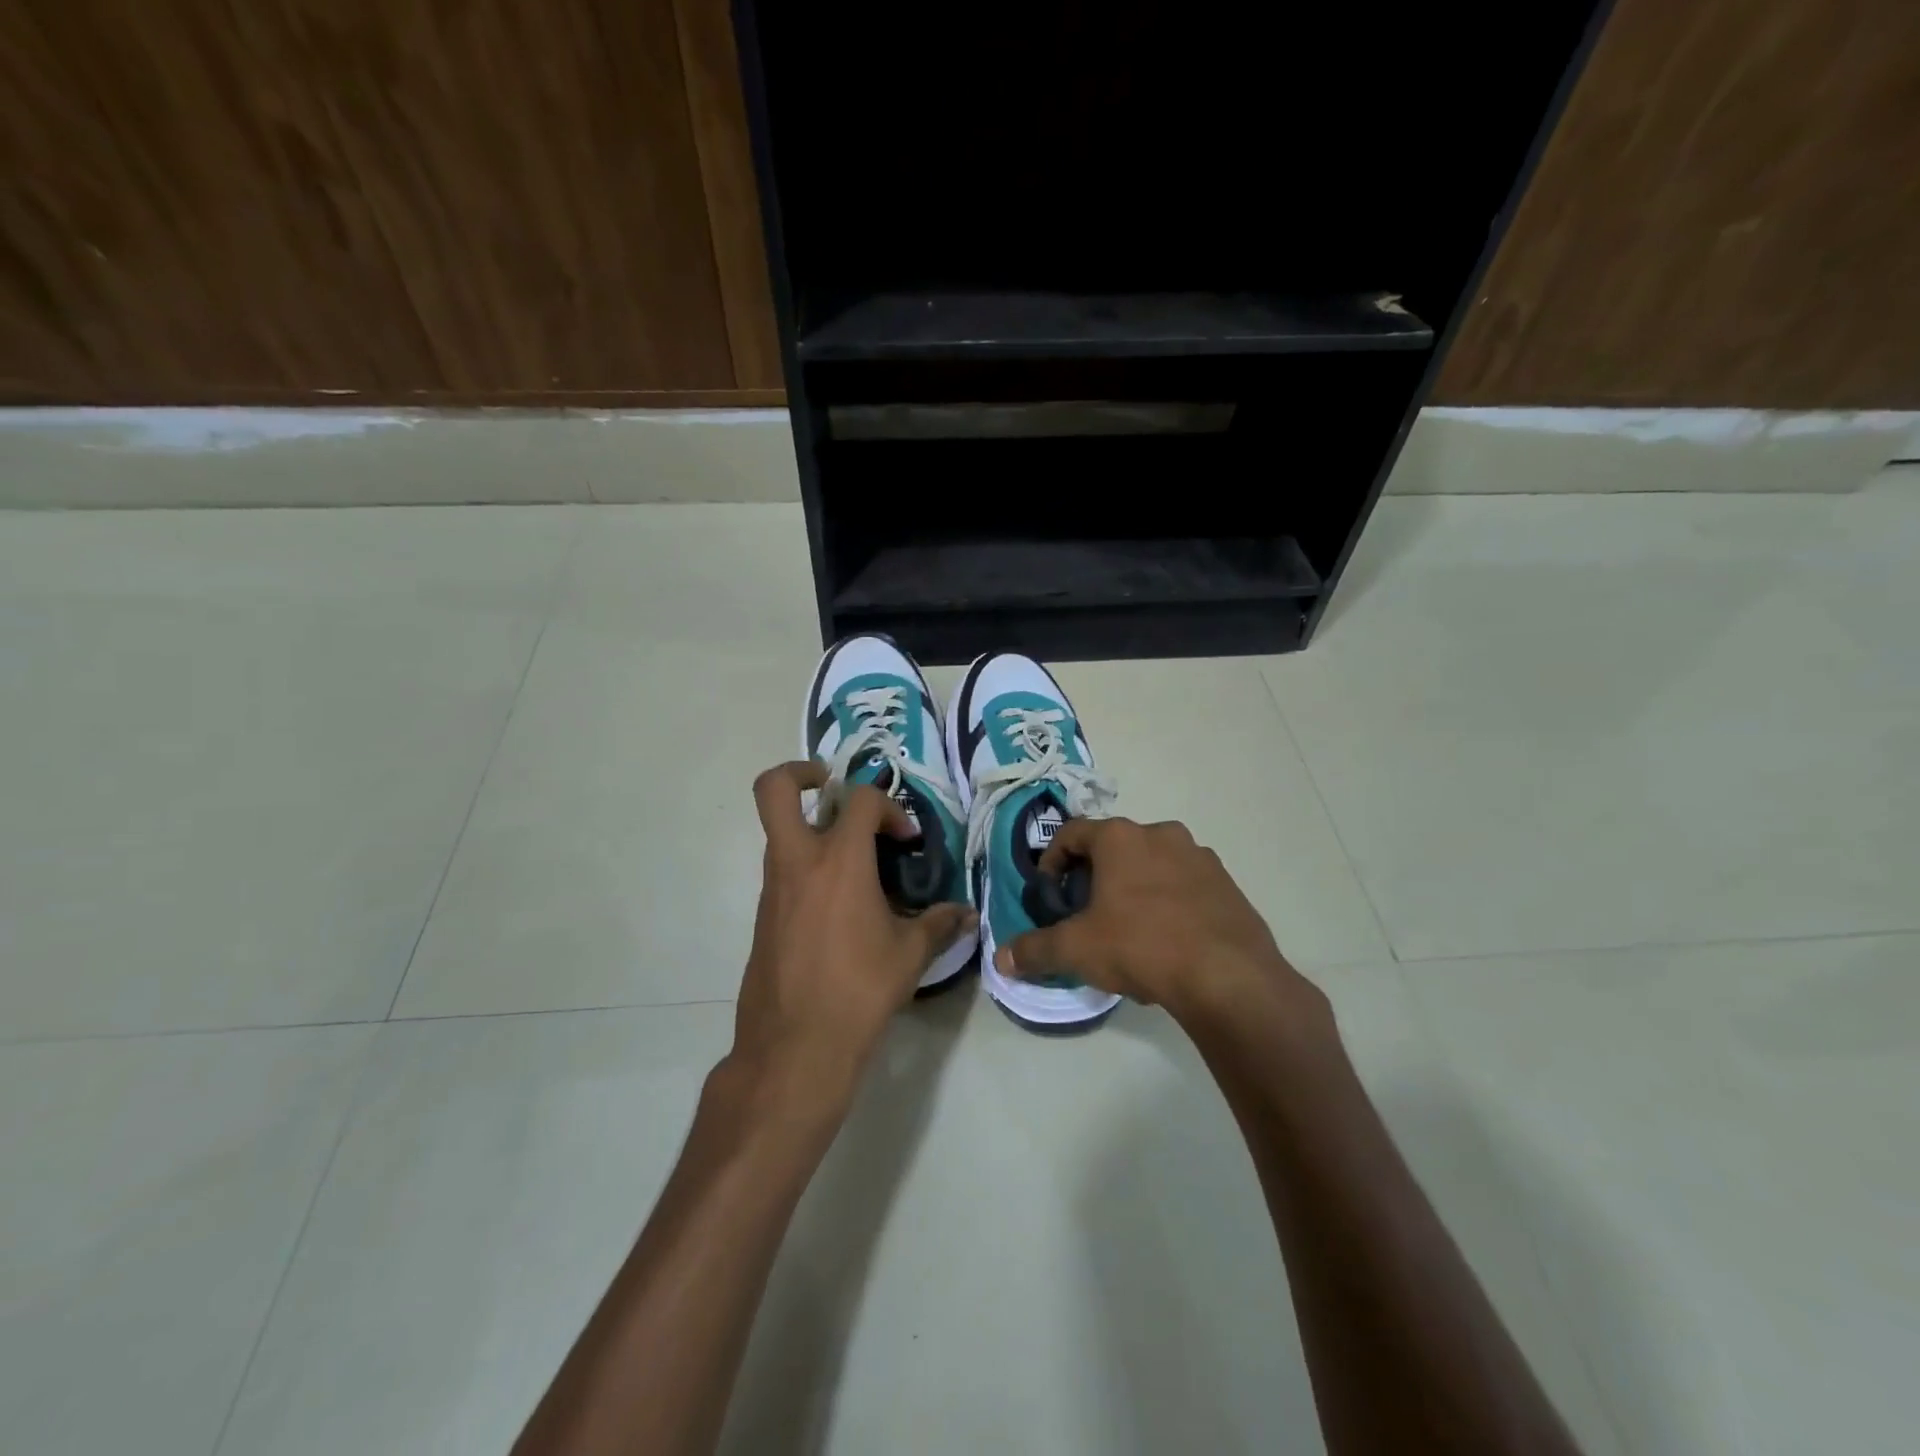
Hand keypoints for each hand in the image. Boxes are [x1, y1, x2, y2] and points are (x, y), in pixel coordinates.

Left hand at [727, 761, 974, 1120]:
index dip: (889, 807)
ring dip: (810, 828)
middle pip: (774, 789)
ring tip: (852, 858)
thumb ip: (940, 925)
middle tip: (830, 785)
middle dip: (800, 773)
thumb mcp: (910, 956)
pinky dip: (807, 867)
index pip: (860, 799)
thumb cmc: (858, 991)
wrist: (794, 1047)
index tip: (906, 840)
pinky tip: (838, 905)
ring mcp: (772, 888)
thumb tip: (965, 914)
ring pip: (779, 831)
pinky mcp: (762, 915)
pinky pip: (782, 870)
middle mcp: (797, 862)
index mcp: (838, 861)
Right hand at [995, 817, 1324, 1032]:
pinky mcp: (1227, 883)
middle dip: (1094, 874)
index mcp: (1120, 838)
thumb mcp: (1078, 949)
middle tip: (1085, 911)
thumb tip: (1002, 959)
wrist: (1229, 976)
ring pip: (1152, 863)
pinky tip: (1167, 937)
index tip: (1049, 891)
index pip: (1071, 833)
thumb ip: (1035, 950)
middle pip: (1114, 846)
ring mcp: (1199, 856)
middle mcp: (1160, 834)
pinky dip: (1168, 899)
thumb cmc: (1141, 946)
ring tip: (1127, 926)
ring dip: (1134, 885)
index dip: (1052, 860)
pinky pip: (1185, 883)